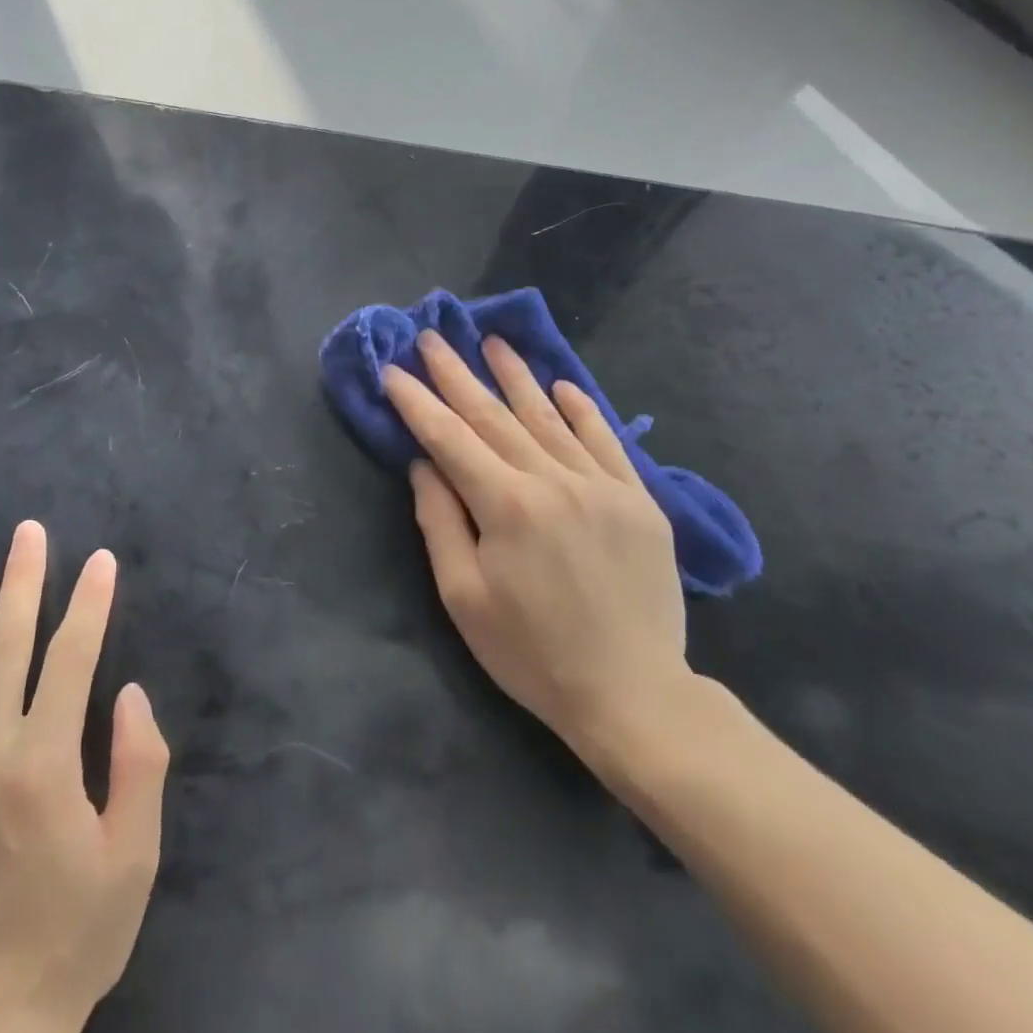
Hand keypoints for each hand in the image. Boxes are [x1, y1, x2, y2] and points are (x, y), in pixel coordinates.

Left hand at [0, 521, 169, 1032]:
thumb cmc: (71, 940)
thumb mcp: (134, 859)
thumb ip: (140, 767)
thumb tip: (128, 694)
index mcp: (44, 767)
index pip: (71, 658)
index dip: (89, 603)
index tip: (100, 561)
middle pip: (3, 647)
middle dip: (21, 582)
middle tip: (29, 533)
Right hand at [382, 331, 691, 770]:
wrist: (632, 694)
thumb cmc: (531, 652)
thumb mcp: (463, 597)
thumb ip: (441, 522)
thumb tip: (424, 465)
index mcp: (506, 505)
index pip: (449, 439)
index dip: (417, 402)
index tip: (393, 370)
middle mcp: (554, 481)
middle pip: (495, 416)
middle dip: (458, 375)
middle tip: (433, 338)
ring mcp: (603, 486)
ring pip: (549, 418)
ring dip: (517, 377)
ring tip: (493, 342)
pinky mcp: (640, 500)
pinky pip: (606, 441)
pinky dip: (583, 410)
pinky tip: (563, 385)